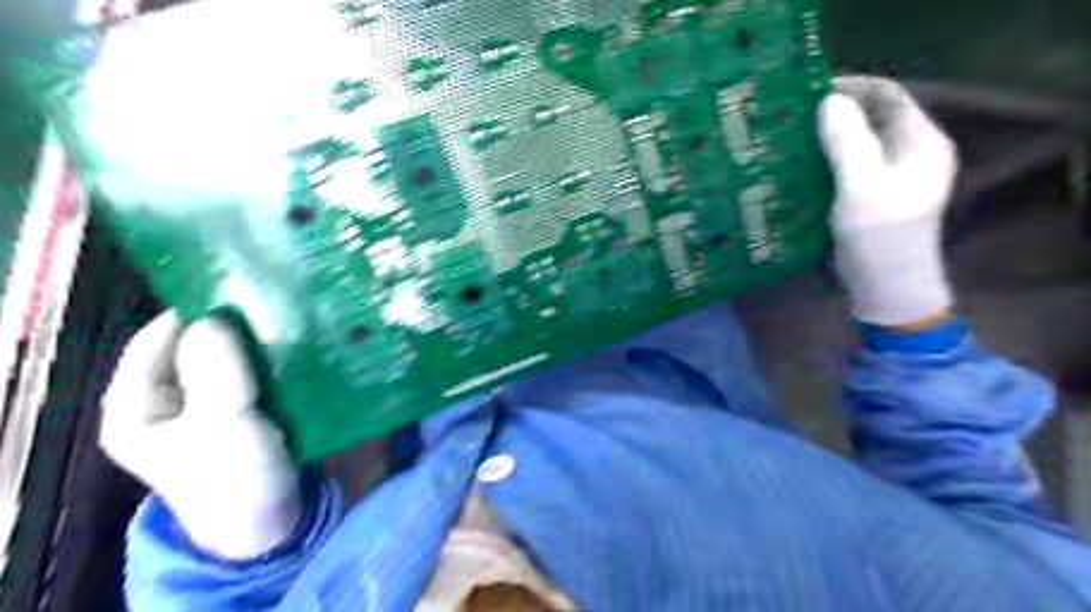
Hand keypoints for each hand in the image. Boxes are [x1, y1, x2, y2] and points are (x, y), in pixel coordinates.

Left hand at [99, 315, 299, 559]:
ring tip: (284, 318)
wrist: (272, 521)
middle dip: (227, 328)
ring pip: (224, 358)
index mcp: (135, 407)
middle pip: (191, 348)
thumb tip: (213, 318)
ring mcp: (205, 404)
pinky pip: (249, 372)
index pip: (154, 341)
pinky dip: (267, 360)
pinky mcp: (239, 408)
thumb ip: (214, 371)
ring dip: (251, 342)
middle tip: (268, 303)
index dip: (191, 314)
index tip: (236, 292)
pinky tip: (291, 346)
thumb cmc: (235, 476)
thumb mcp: (221, 424)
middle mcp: (165, 400)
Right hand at [812, 78, 955, 330]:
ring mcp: (889, 177)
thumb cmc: (880, 238)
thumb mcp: (863, 187)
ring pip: (855, 144)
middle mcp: (908, 154)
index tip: (809, 90)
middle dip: (833, 113)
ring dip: (824, 138)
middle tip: (792, 116)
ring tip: (788, 138)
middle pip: (870, 119)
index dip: (851, 87)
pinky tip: (797, 166)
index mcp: (921, 143)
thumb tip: (828, 101)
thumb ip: (848, 142)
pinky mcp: (870, 197)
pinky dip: (823, 162)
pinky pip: (845, 167)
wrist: (886, 290)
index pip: (887, 96)